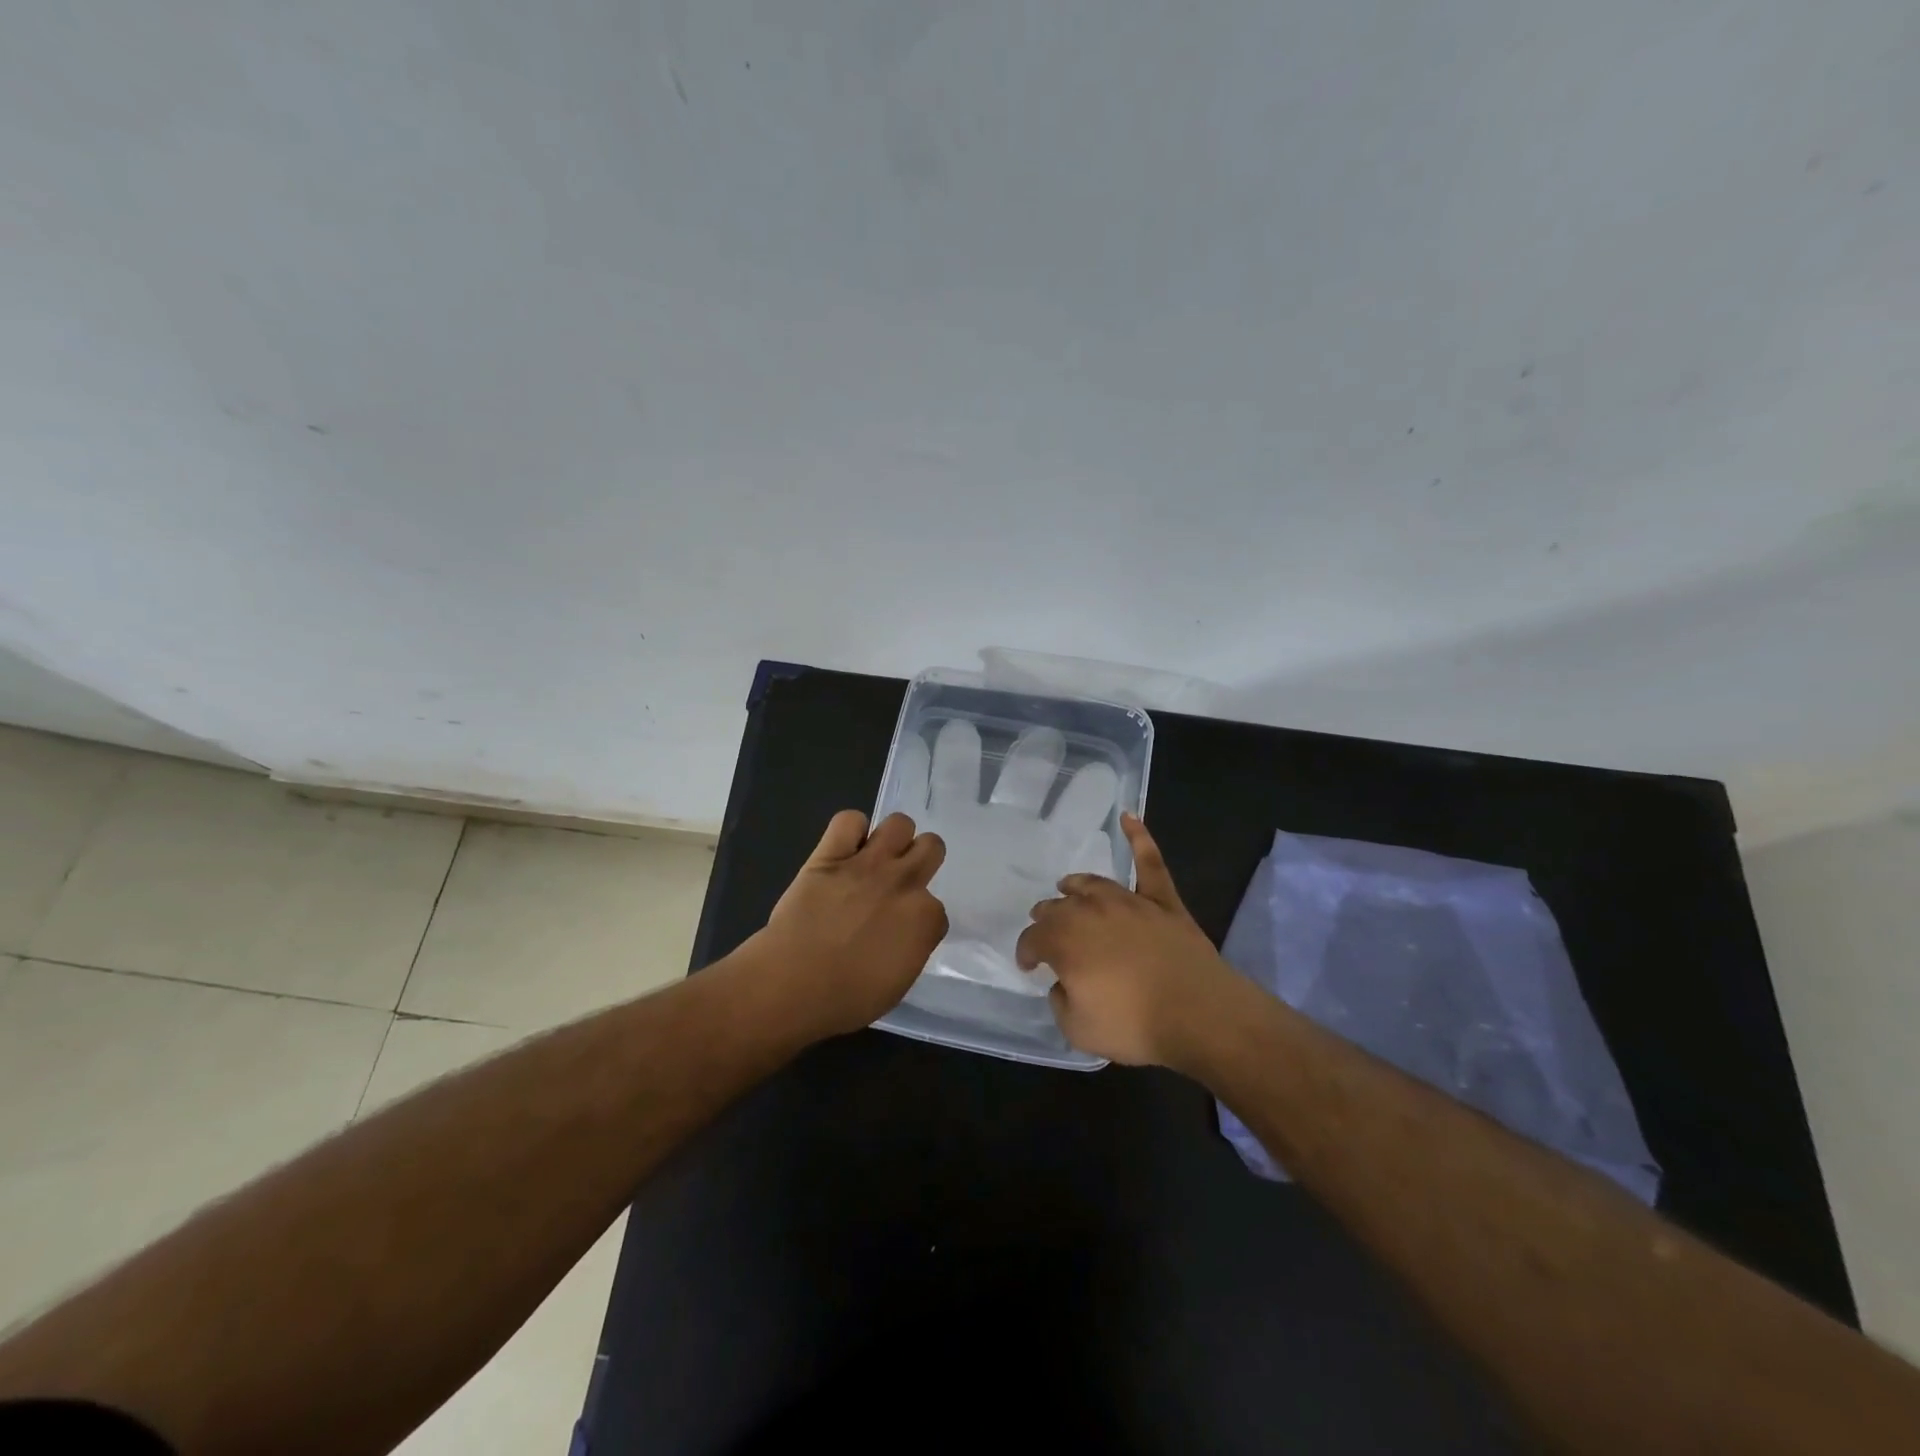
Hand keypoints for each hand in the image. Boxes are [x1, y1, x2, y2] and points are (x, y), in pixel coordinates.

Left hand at [751, 810, 948, 1039]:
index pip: (937, 908)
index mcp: (925, 918)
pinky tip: (845, 848)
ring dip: (893, 838)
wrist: (793, 982)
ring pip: (900, 823)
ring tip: (877, 857)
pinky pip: (849, 819)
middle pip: (932, 847)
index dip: (919, 919)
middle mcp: (903, 882)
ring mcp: (868, 863)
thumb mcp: (897, 984)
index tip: (901, 931)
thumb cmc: (846, 998)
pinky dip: (850, 830)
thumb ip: (910, 950)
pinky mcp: (831, 854)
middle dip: (921, 860)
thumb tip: (905, 936)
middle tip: (900, 880)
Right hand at [1016, 814, 1240, 1067]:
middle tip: (1045, 931)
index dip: (1026, 952)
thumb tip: (1064, 983)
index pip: (1033, 939)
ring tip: (1067, 886)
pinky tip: (1129, 818)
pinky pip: (1149, 862)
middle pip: (1058, 907)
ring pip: (1092, 884)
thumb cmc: (1133, 1024)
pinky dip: (1139, 838)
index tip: (1028, 966)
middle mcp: (1089, 911)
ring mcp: (1128, 901)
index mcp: (1064, 940)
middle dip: (1046, 918)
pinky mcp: (1162, 901)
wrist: (1198, 1013)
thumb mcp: (1078, 1029)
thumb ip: (1061, 1001)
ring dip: (1075, 886)